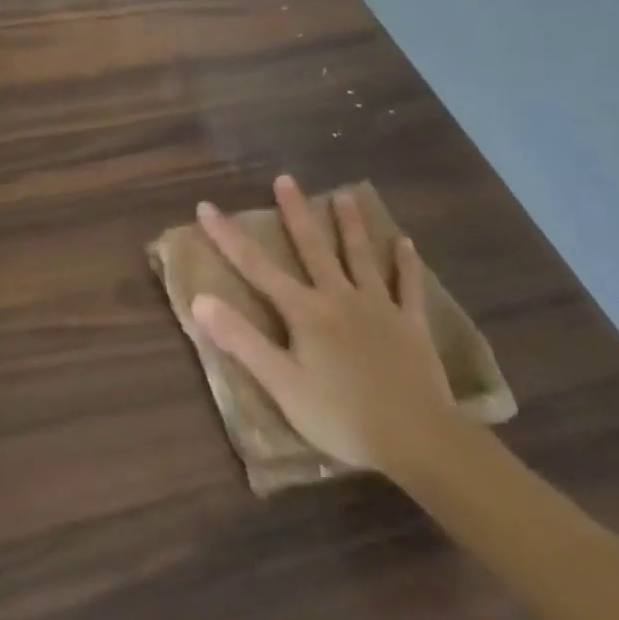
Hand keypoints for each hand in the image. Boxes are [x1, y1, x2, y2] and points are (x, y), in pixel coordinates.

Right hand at [191, 177, 455, 475]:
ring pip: (361, 257)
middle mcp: (339, 298)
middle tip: (285, 179)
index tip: (206, 206)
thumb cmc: (341, 416)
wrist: (419, 441)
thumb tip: (199, 299)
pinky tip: (406, 243)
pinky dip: (406, 264)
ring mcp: (379, 308)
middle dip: (295, 213)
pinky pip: (408, 287)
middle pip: (313, 248)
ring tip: (344, 195)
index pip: (256, 267)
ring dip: (351, 225)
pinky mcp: (411, 326)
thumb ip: (240, 339)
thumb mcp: (280, 383)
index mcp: (304, 312)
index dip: (228, 236)